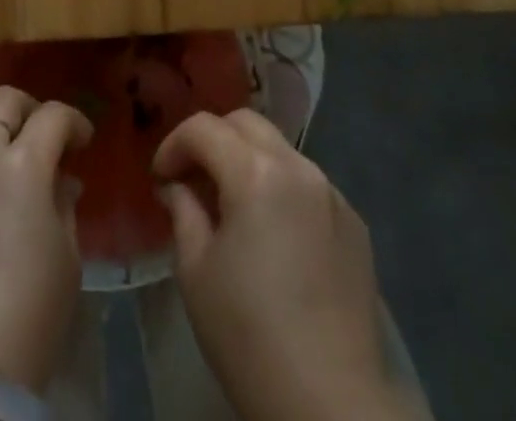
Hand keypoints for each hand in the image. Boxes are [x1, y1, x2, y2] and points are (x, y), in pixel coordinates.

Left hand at [0, 86, 92, 391]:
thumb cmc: (29, 312)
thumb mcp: (67, 258)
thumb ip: (62, 204)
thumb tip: (58, 182)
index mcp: (22, 165)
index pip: (52, 115)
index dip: (74, 121)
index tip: (83, 142)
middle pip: (0, 101)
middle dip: (27, 107)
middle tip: (43, 137)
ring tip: (12, 191)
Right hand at [153, 110, 406, 420]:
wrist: (332, 404)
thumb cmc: (250, 336)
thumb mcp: (196, 272)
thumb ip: (183, 212)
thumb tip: (177, 187)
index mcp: (255, 172)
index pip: (204, 127)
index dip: (174, 144)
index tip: (160, 177)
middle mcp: (298, 167)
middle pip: (246, 123)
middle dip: (213, 139)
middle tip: (193, 178)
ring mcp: (332, 193)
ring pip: (280, 149)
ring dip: (249, 160)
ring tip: (232, 204)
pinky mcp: (354, 223)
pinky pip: (308, 184)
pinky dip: (281, 188)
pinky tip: (274, 233)